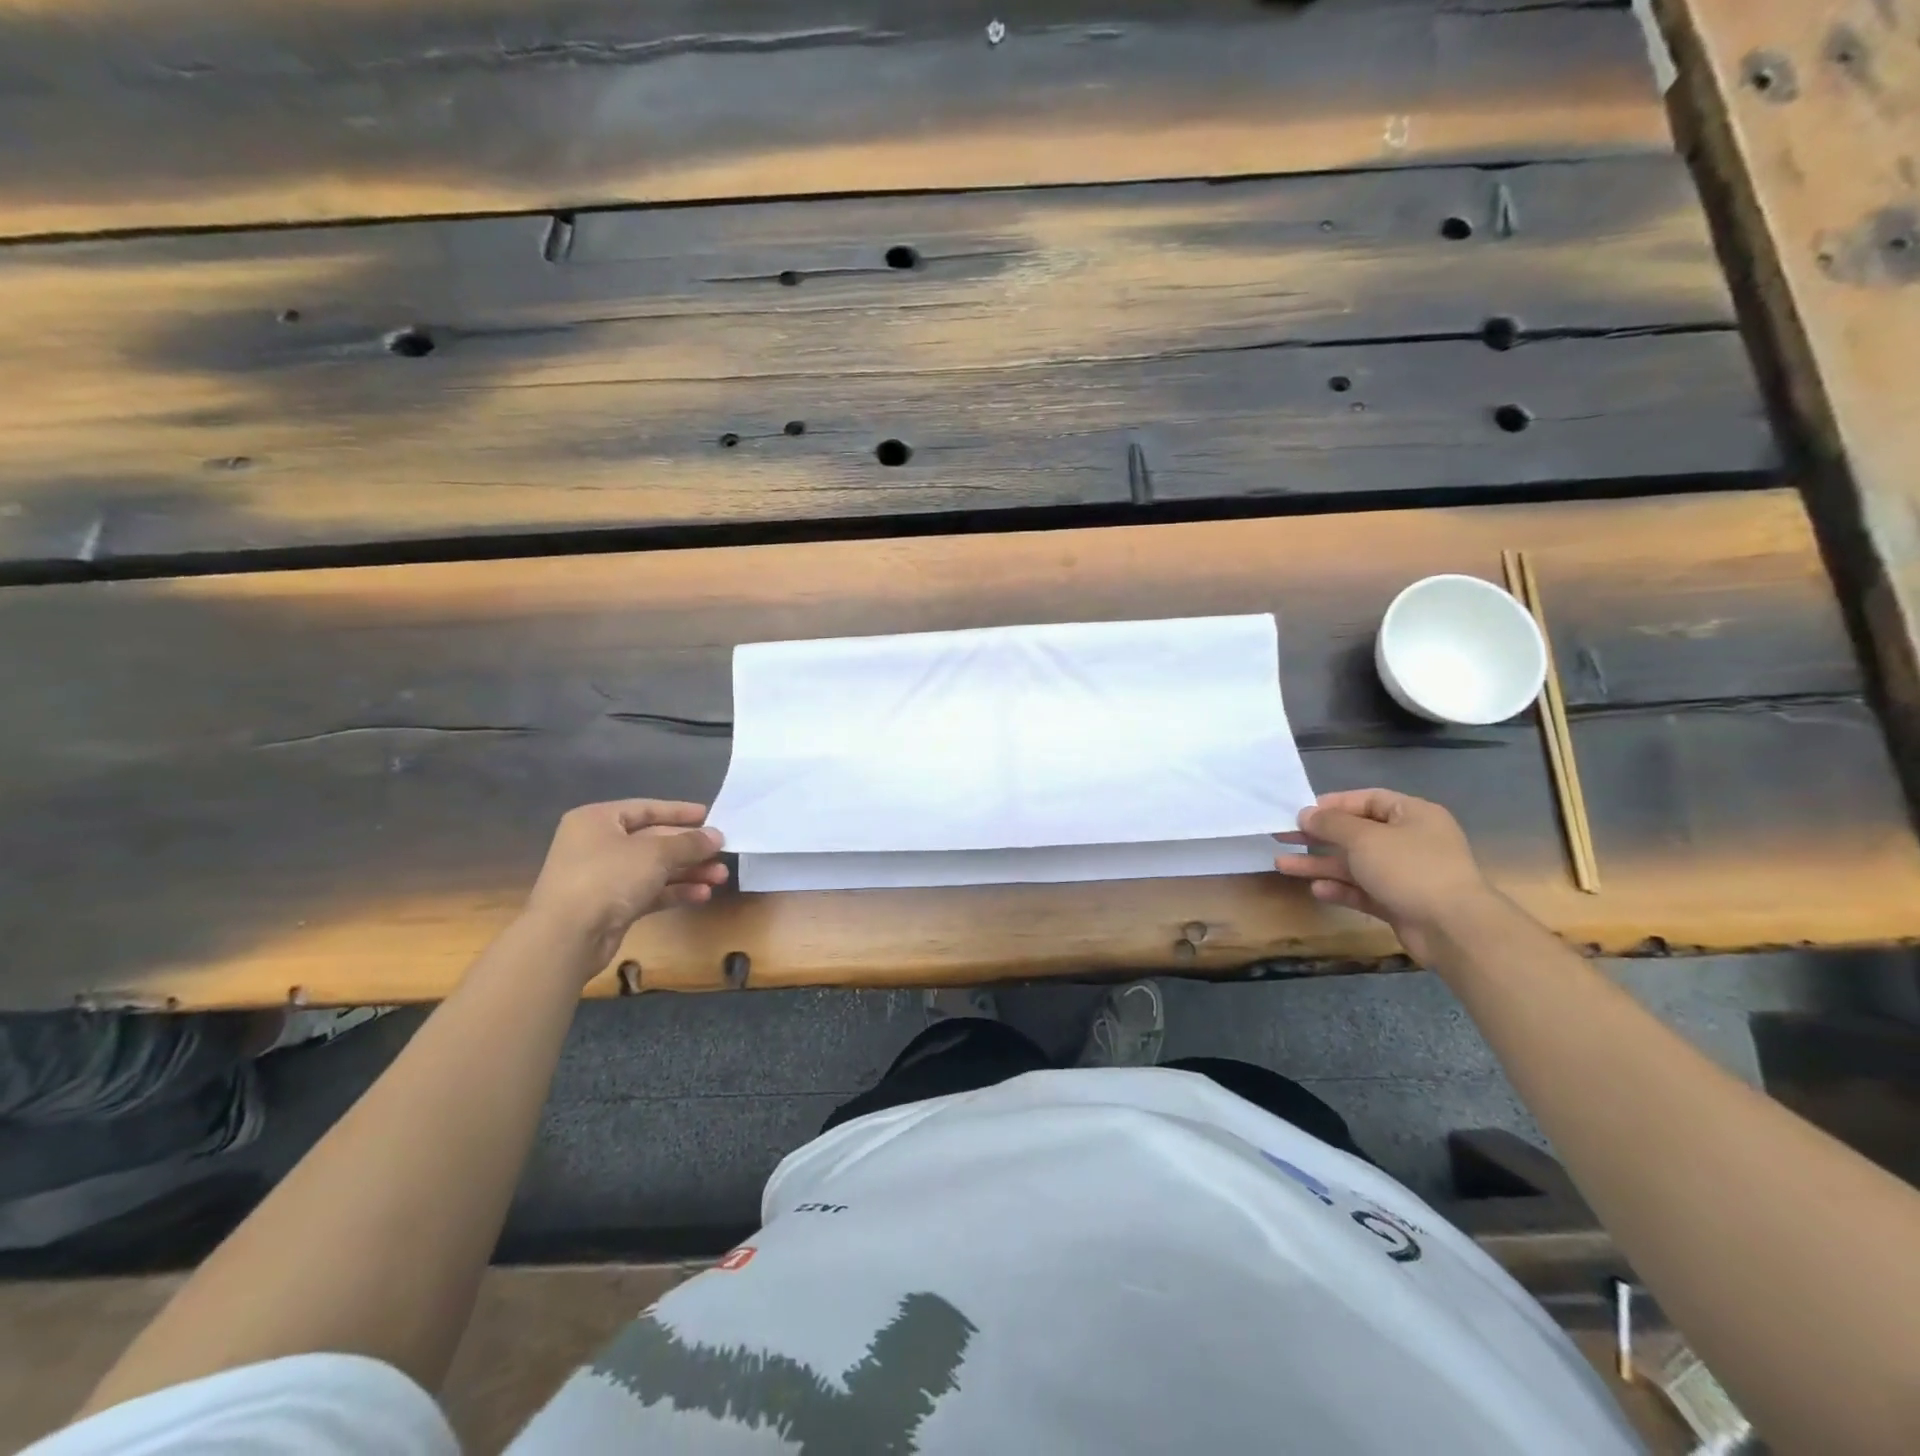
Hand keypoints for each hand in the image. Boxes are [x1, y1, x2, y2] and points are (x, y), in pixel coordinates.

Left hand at [523, 800, 727, 970]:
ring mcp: (603, 877)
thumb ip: (689, 842)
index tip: (709, 816)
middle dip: (689, 849)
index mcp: (598, 820)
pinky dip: (674, 891)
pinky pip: (648, 892)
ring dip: (688, 872)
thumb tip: (716, 836)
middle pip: (653, 840)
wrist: (567, 937)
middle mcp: (597, 845)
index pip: (645, 808)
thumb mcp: (655, 853)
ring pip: (654, 868)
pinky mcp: (610, 907)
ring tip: (720, 877)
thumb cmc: (608, 878)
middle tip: (722, 852)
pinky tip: (701, 894)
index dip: (679, 812)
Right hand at [1275, 789, 1497, 962]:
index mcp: (1412, 815)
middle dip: (1318, 836)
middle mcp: (1411, 841)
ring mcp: (1406, 874)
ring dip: (1321, 864)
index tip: (1300, 812)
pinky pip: (1364, 890)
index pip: (1367, 800)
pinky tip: (1317, 890)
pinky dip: (1341, 889)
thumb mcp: (1364, 838)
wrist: (1454, 928)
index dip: (1332, 804)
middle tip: (1283, 836)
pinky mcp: (1400, 903)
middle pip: (1356, 833)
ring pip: (1355, 864)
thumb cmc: (1410, 869)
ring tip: (1283, 865)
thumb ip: (1331, 824)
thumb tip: (1306, 814)